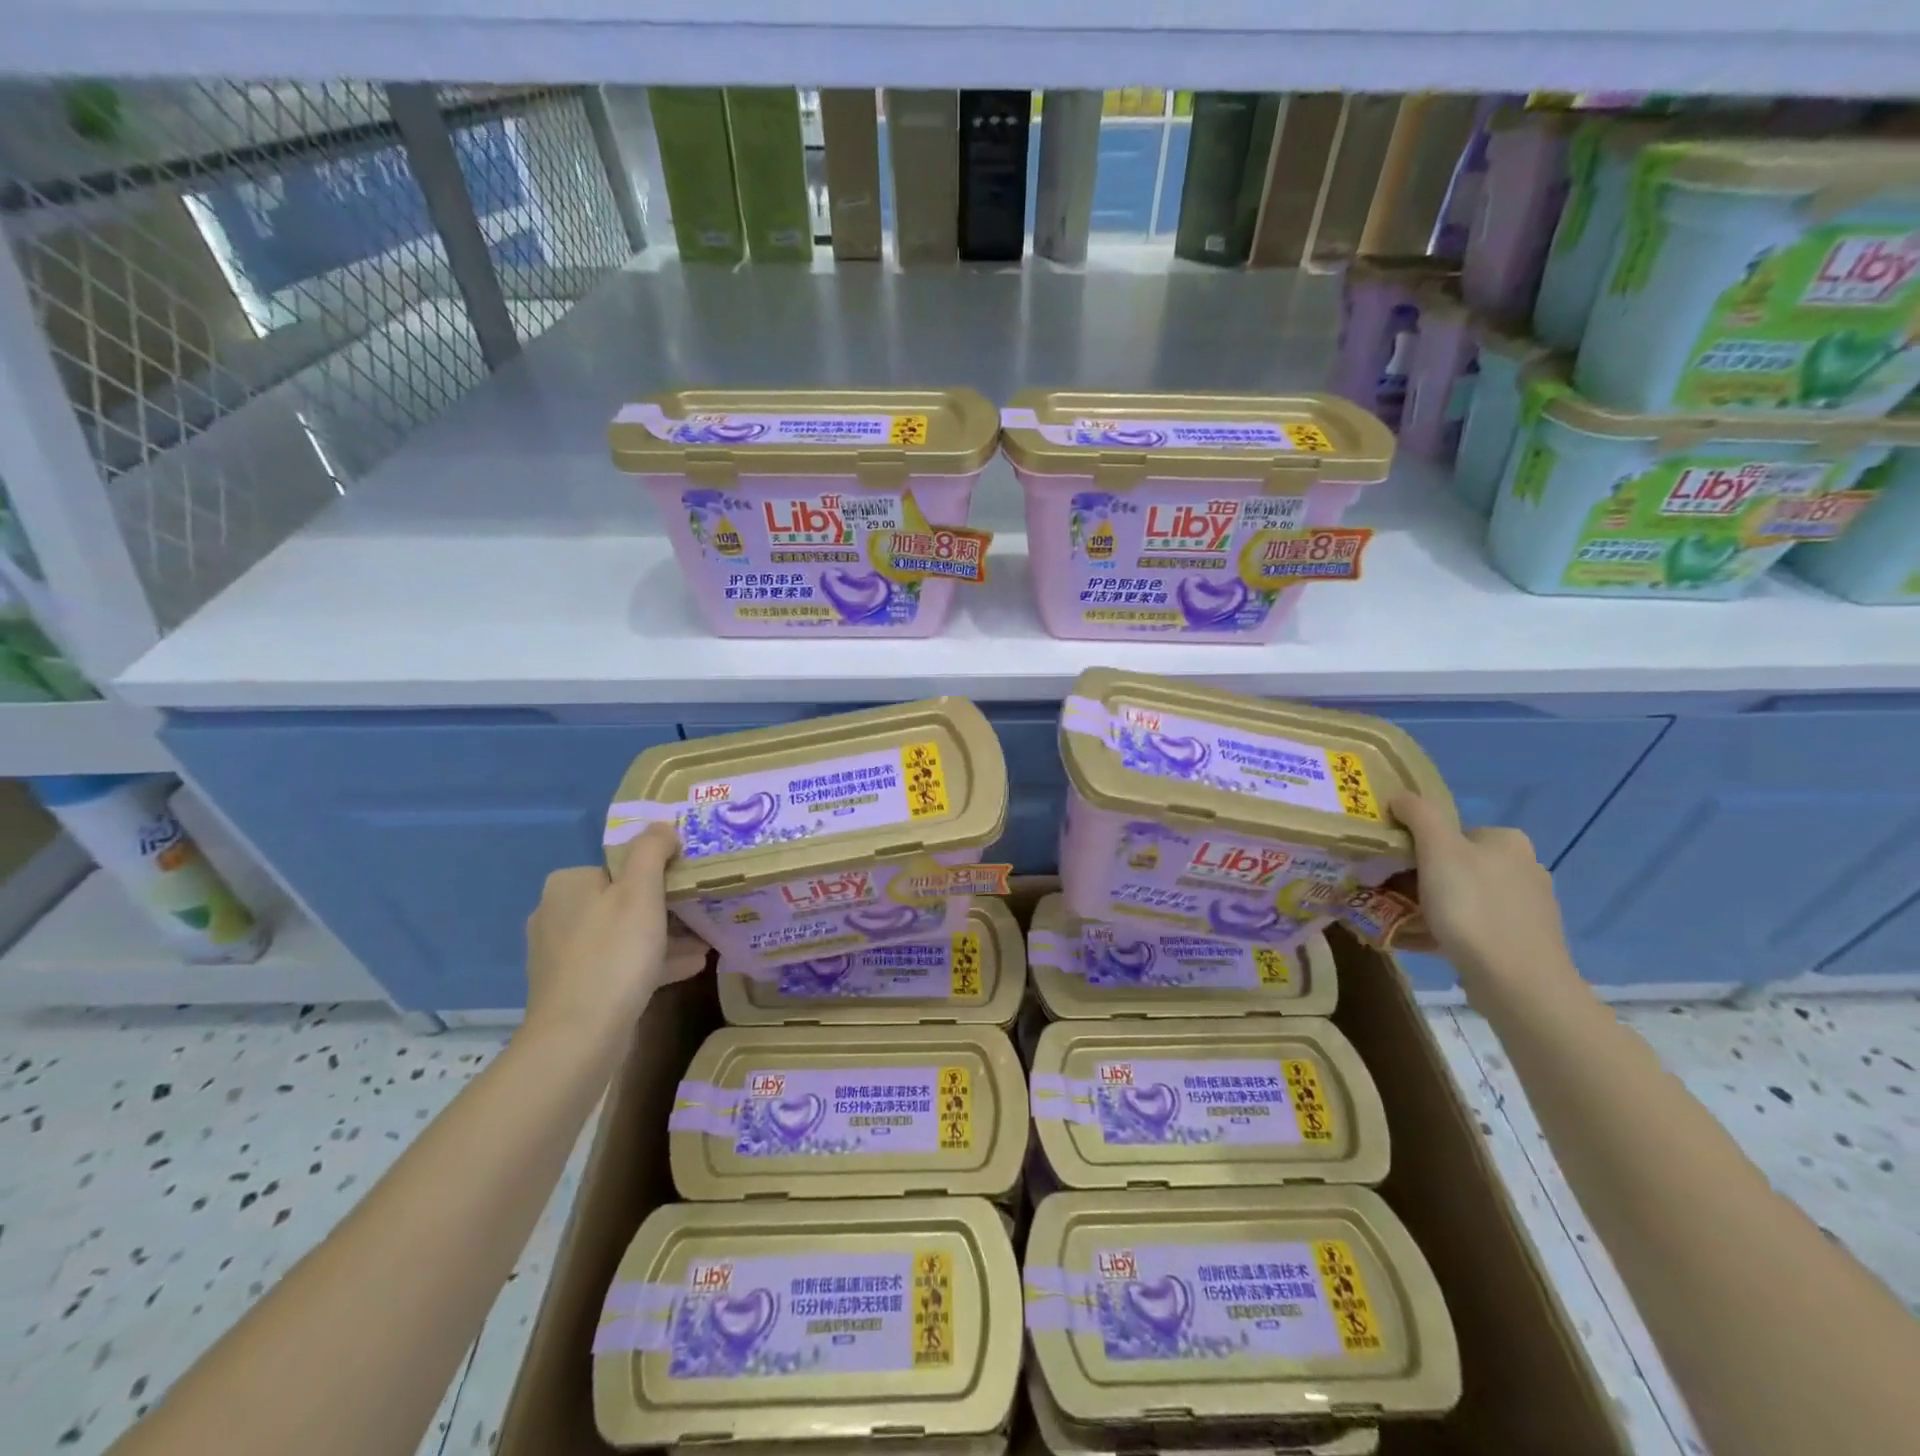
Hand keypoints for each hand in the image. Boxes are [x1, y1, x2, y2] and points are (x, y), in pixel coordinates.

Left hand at [523, 823, 709, 1038]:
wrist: (579, 1036)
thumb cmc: (614, 954)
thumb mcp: (641, 891)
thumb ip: (652, 851)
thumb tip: (662, 826)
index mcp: (568, 885)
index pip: (620, 866)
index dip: (658, 874)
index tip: (689, 886)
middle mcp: (557, 914)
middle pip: (623, 900)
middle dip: (665, 908)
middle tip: (702, 914)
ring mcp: (562, 954)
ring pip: (624, 934)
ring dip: (664, 937)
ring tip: (705, 942)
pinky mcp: (573, 987)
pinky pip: (619, 964)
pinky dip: (651, 962)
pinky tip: (690, 966)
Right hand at [1388, 793, 1577, 997]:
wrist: (1517, 981)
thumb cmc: (1473, 906)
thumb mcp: (1437, 849)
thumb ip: (1418, 814)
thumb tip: (1400, 795)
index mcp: (1507, 841)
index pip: (1450, 833)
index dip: (1417, 847)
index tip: (1392, 866)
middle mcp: (1524, 868)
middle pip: (1454, 865)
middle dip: (1420, 879)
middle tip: (1388, 895)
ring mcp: (1526, 908)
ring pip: (1461, 898)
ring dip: (1429, 907)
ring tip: (1398, 922)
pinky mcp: (1522, 942)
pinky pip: (1472, 928)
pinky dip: (1446, 931)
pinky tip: (1423, 943)